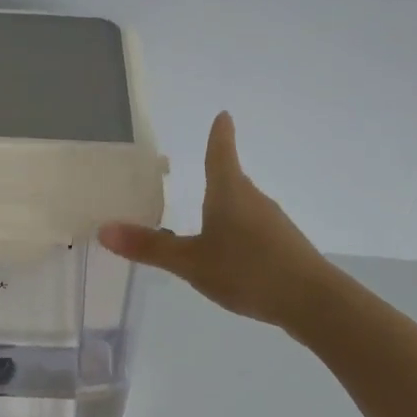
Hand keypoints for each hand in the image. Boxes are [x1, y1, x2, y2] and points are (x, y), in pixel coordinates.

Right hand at [99, 112, 331, 329]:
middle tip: (195, 173)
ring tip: (205, 222)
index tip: (223, 115)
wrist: (312, 301)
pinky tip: (230, 257)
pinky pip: (253, 231)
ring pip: (242, 208)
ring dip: (224, 209)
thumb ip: (150, 247)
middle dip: (215, 177)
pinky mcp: (284, 246)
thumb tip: (104, 229)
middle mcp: (253, 200)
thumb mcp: (191, 261)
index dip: (219, 134)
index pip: (220, 153)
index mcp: (229, 192)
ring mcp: (273, 223)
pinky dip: (237, 233)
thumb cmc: (247, 270)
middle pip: (231, 181)